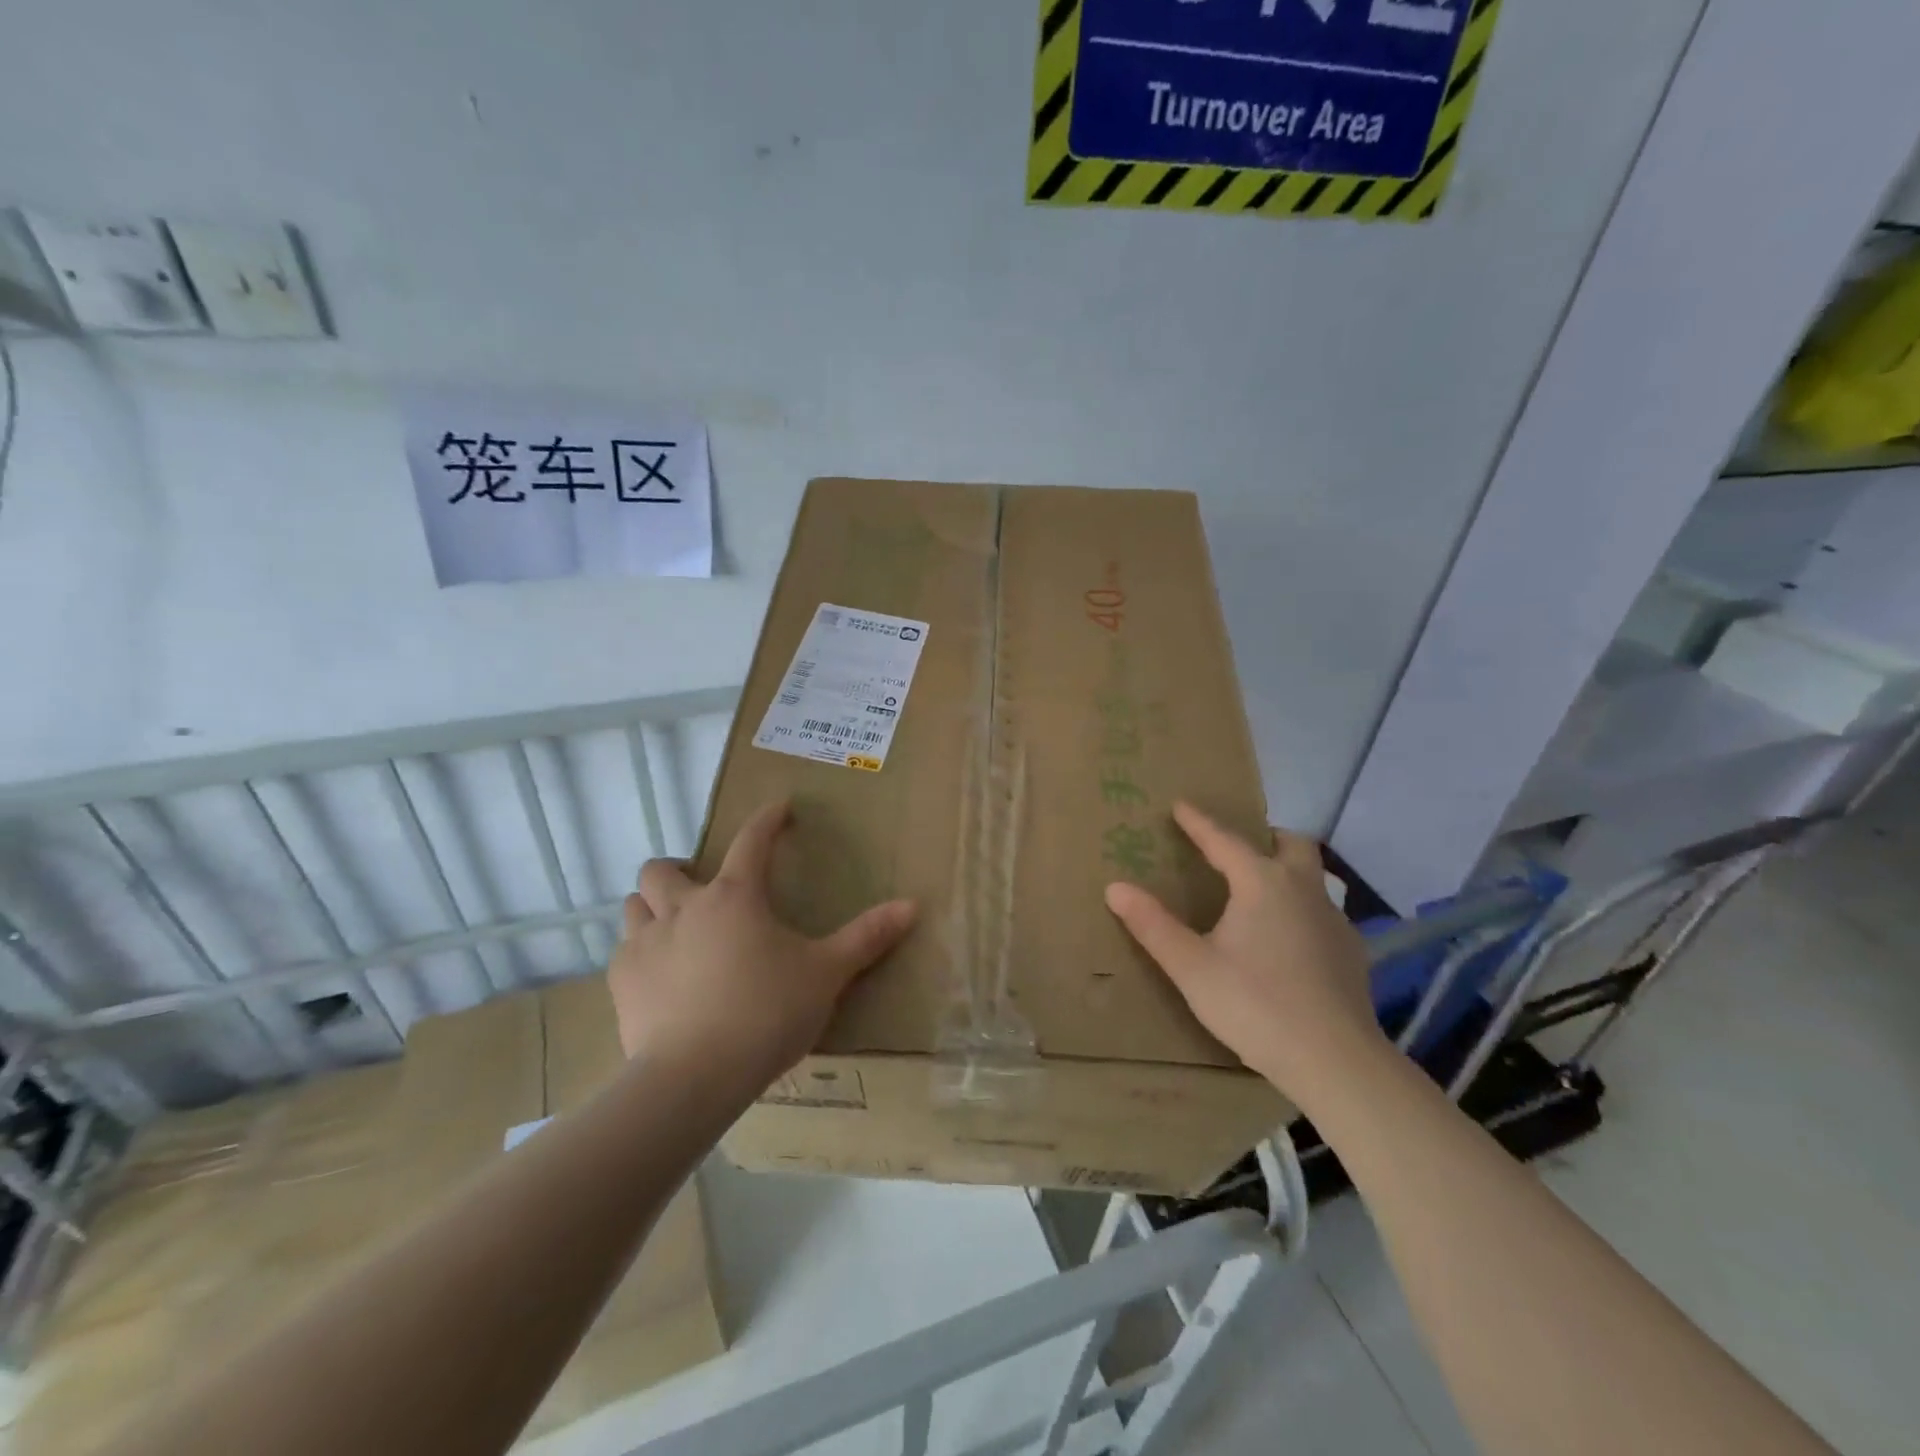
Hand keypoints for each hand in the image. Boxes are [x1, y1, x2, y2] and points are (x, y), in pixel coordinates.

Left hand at [608, 800, 916, 1089]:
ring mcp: (646, 944)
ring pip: (633, 904)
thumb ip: (867, 937)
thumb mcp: (827, 973)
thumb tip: (913, 905)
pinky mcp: (621, 982)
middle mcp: (684, 907)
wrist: (695, 1077)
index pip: (752, 840)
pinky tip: (658, 975)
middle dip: (679, 868)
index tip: (779, 809)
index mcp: (735, 896)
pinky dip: (639, 952)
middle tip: (701, 888)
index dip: (767, 820)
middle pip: (663, 868)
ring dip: (651, 906)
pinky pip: (623, 951)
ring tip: (674, 928)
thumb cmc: (768, 1013)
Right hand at [1104, 801, 1386, 1111]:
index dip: (1199, 822)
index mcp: (1262, 883)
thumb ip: (1153, 925)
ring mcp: (1335, 920)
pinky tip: (1289, 942)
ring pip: (1313, 877)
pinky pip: (1324, 913)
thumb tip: (1115, 887)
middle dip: (1264, 836)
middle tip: (1237, 848)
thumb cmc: (1255, 1005)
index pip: (1225, 840)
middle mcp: (1304, 889)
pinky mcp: (1352, 952)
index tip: (1181, 805)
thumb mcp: (1191, 967)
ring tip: (1260, 894)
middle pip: (1291, 844)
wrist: (1335, 1061)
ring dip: (1288, 872)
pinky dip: (1303, 910)